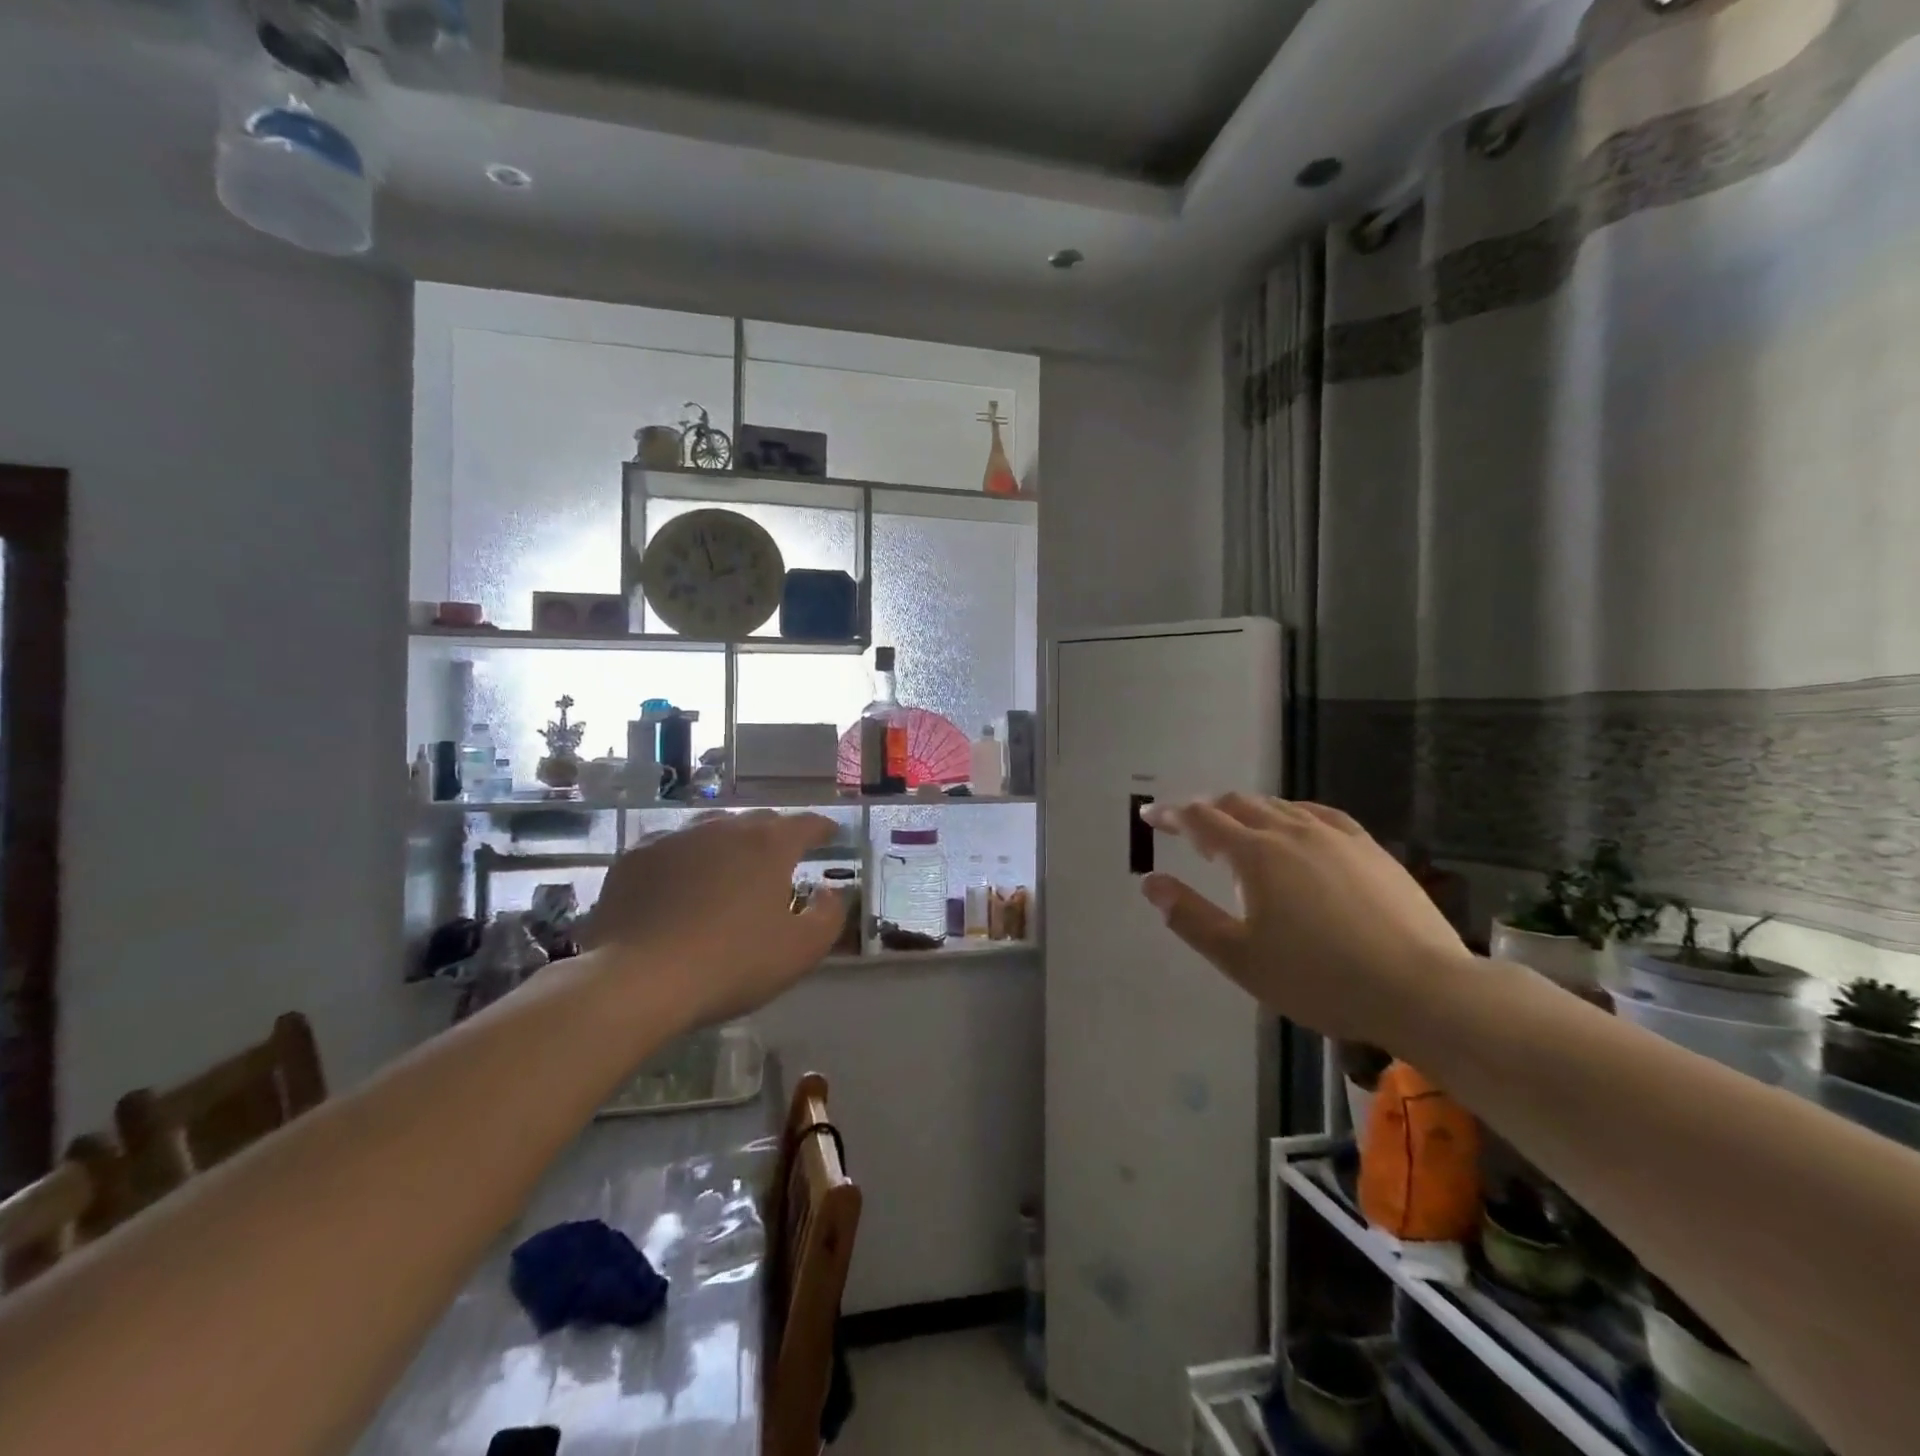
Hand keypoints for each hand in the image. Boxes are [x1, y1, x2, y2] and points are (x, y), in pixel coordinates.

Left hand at [580, 810, 846, 1025]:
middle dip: (775, 834)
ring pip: (712, 828)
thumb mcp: (801, 951)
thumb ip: (828, 915)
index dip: (822, 828)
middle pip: (758, 821)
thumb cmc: (732, 964)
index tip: (831, 834)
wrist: (638, 980)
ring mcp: (675, 838)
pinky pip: (670, 846)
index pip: (806, 824)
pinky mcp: (635, 857)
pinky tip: (680, 881)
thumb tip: (829, 892)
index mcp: (768, 845)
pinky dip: (685, 858)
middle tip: (780, 858)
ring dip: (728, 842)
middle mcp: (723, 829)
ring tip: (729, 866)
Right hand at [1138, 796, 1472, 1043]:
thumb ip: (1190, 917)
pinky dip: (1291, 813)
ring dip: (1247, 810)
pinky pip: (1319, 814)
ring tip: (1237, 828)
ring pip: (1278, 806)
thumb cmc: (1319, 979)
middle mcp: (1290, 831)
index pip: (1201, 820)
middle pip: (1238, 804)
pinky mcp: (1368, 848)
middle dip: (1206, 810)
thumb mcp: (1240, 958)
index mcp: (1255, 854)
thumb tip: (1151, 883)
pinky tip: (1296, 826)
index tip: (1151, 815)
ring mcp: (1334, 835)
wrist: (1420, 989)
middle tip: (1189, 826)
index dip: (1172, 815)